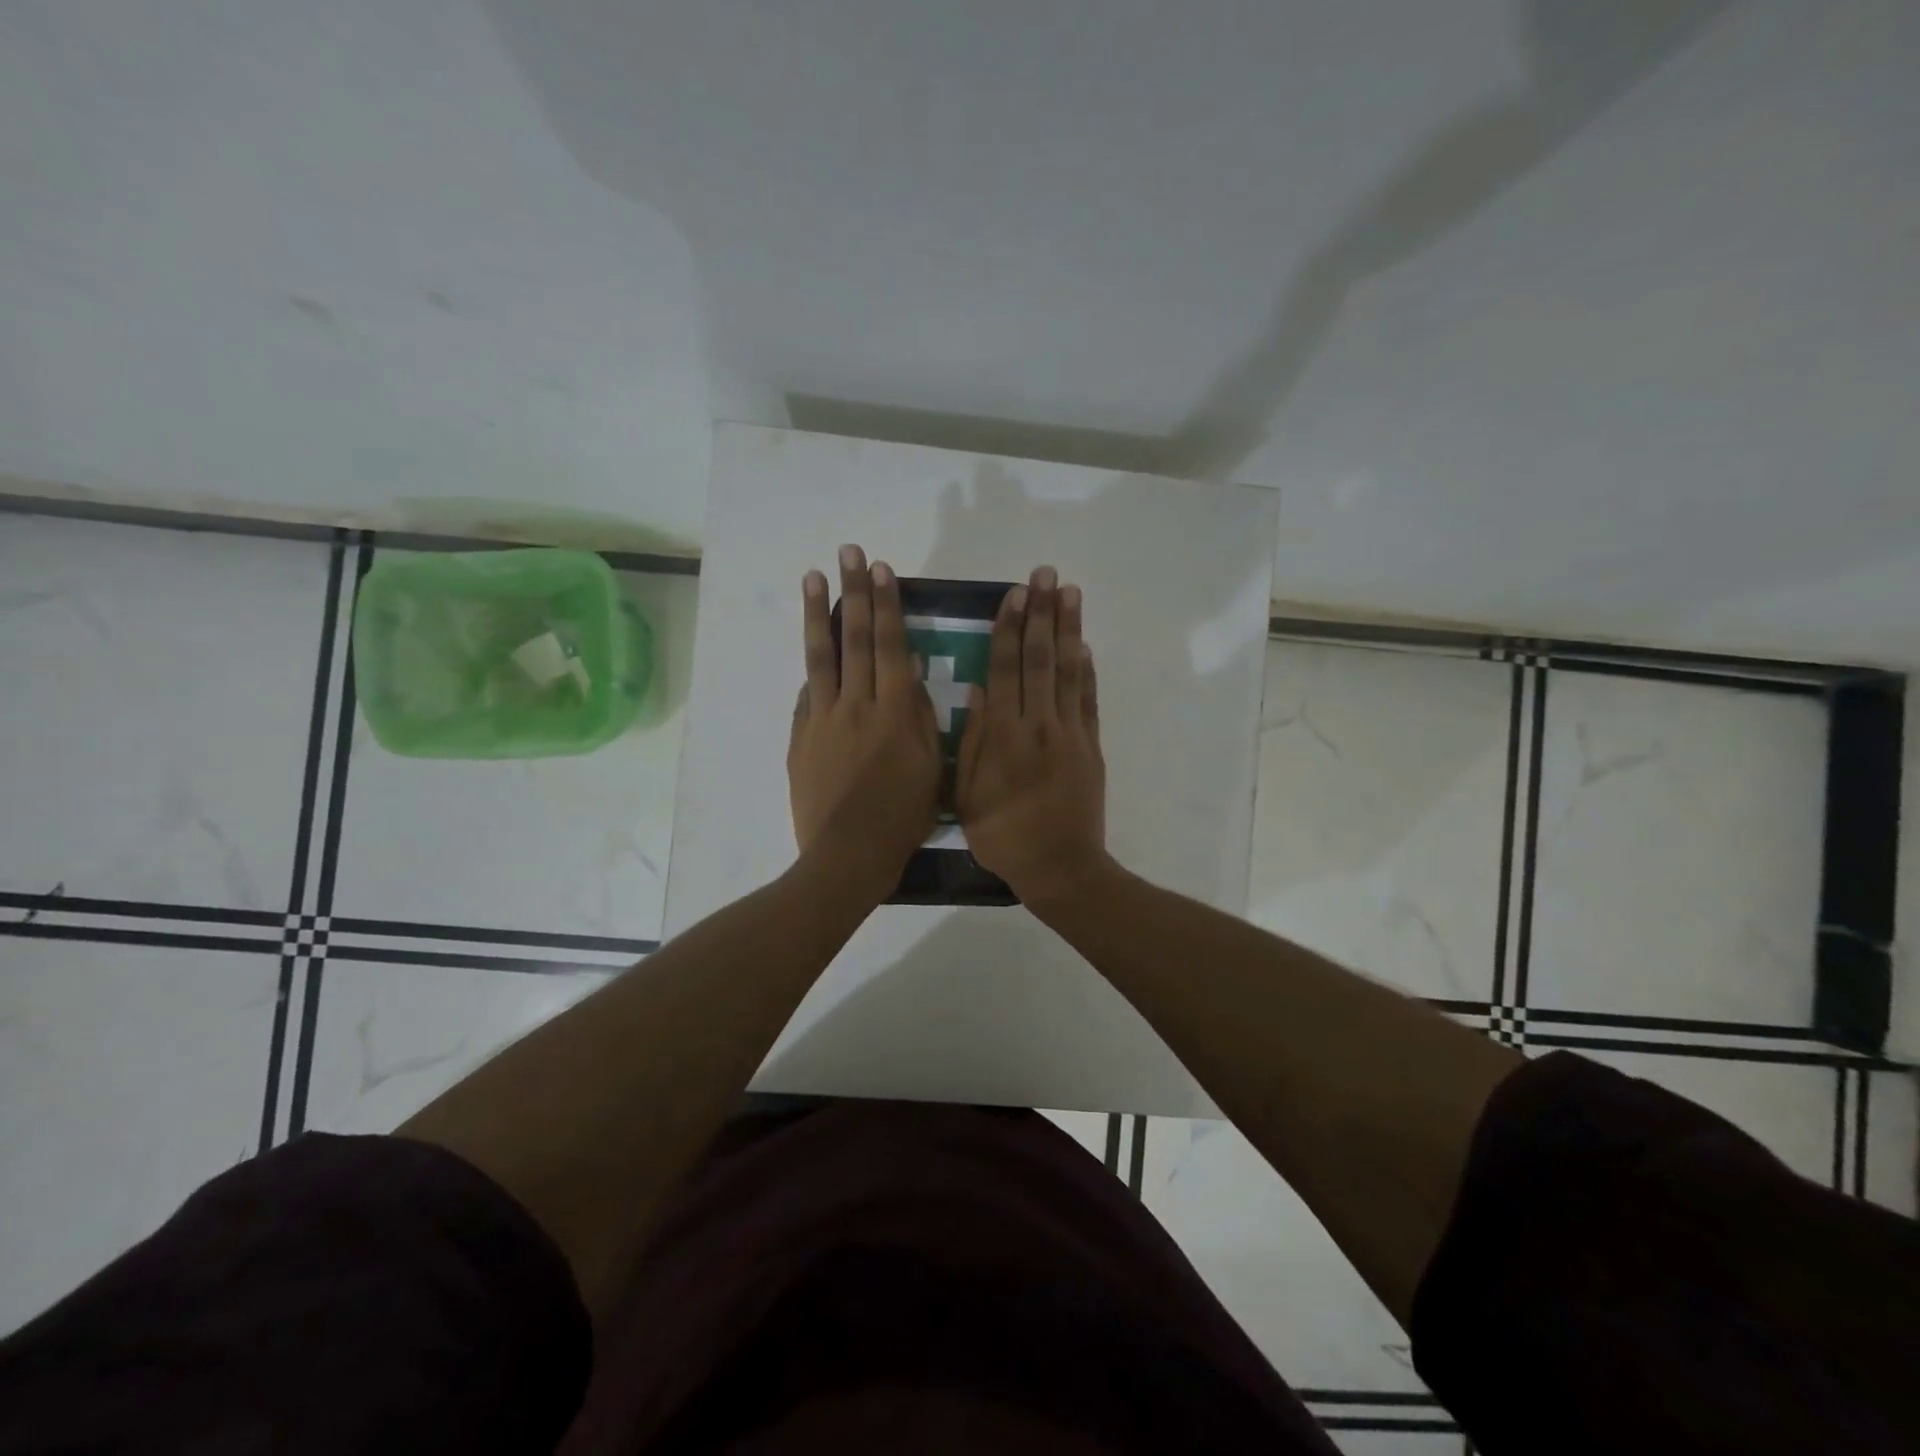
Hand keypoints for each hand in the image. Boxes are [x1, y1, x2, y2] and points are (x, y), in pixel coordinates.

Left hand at [787, 545, 941, 903]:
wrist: (848, 855)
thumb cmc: (903, 817)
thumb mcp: (932, 767)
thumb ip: (920, 718)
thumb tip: (907, 675)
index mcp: (894, 710)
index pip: (888, 644)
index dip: (885, 605)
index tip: (881, 569)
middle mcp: (856, 704)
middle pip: (853, 638)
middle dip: (853, 592)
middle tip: (849, 553)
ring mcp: (822, 719)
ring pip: (821, 657)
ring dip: (819, 613)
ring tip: (814, 577)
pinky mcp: (801, 738)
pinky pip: (808, 695)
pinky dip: (812, 669)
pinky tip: (812, 648)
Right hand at [956, 565, 1108, 906]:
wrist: (1060, 868)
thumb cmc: (1003, 836)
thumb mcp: (967, 794)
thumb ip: (972, 740)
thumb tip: (977, 689)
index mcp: (1004, 736)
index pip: (1005, 670)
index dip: (1009, 630)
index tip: (1012, 595)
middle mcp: (1039, 725)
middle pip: (1040, 659)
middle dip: (1041, 614)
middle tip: (1044, 574)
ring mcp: (1070, 733)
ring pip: (1070, 671)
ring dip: (1069, 628)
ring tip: (1069, 591)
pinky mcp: (1091, 746)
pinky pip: (1089, 700)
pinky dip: (1088, 670)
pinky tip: (1085, 644)